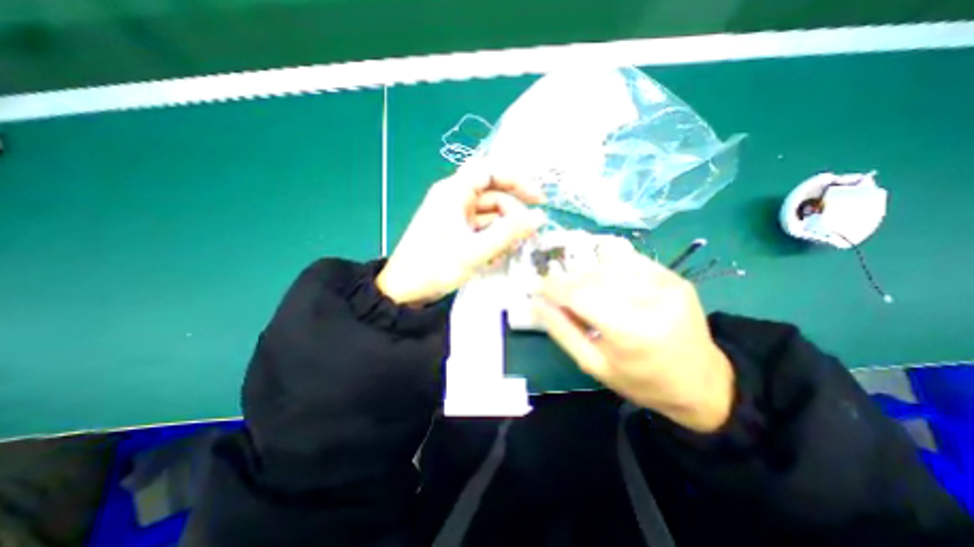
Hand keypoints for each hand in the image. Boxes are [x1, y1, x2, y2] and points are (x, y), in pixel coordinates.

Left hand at [377, 162, 545, 308]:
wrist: (404, 290)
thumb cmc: (434, 267)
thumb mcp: (474, 251)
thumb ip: (508, 234)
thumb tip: (539, 217)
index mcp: (454, 192)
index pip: (490, 172)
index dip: (517, 181)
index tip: (538, 200)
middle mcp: (455, 199)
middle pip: (493, 196)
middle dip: (513, 214)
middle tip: (527, 235)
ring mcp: (455, 217)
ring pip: (489, 215)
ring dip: (503, 231)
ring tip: (510, 251)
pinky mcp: (456, 233)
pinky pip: (481, 229)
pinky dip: (492, 240)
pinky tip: (495, 258)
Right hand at [536, 245, 733, 430]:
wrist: (700, 381)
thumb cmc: (641, 380)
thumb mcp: (594, 365)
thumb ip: (562, 331)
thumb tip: (537, 303)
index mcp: (630, 330)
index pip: (579, 295)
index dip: (553, 287)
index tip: (537, 286)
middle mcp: (650, 299)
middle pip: (592, 276)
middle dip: (567, 281)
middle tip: (557, 292)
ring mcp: (666, 283)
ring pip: (608, 264)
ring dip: (586, 274)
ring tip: (581, 290)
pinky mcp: (673, 276)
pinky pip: (629, 260)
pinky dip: (608, 266)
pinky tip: (605, 281)